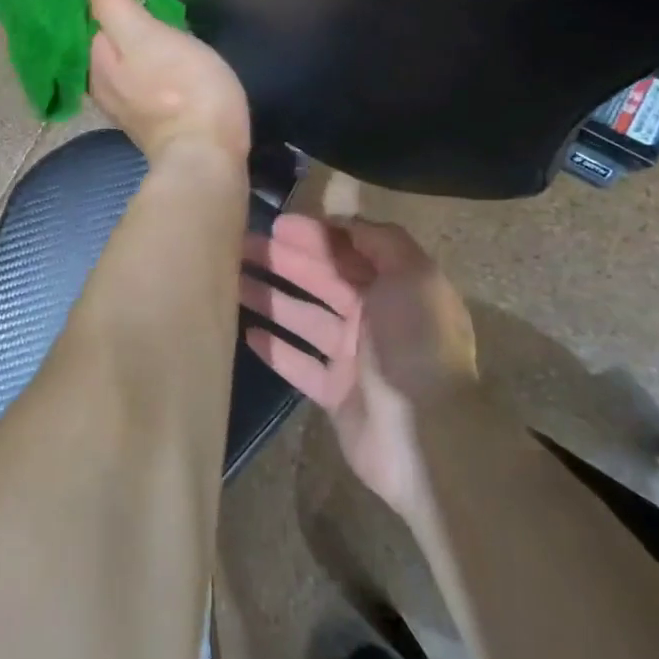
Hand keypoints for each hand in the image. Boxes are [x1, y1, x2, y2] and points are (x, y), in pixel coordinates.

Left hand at [80, 0, 250, 166]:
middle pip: (107, 41)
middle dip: (121, 20)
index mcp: (94, 63)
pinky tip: (168, 59)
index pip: (91, 18)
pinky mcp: (152, 120)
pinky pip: (143, 80)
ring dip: (138, 42)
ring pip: (126, 61)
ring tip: (162, 22)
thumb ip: (114, 6)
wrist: (207, 155)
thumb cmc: (180, 89)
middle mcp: (102, 86)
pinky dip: (151, 65)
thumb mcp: (145, 37)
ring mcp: (126, 106)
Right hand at [240, 215, 476, 516]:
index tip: (275, 224)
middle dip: (283, 261)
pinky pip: (299, 364)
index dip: (314, 236)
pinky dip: (276, 348)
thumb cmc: (415, 343)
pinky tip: (247, 332)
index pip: (348, 252)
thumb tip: (342, 222)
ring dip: (270, 298)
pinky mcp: (335, 394)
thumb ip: (380, 241)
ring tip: (232, 282)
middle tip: (239, 246)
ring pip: (304, 318)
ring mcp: (354, 359)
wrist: (427, 435)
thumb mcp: (411, 275)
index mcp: (396, 288)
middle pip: (321, 281)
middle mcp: (375, 318)